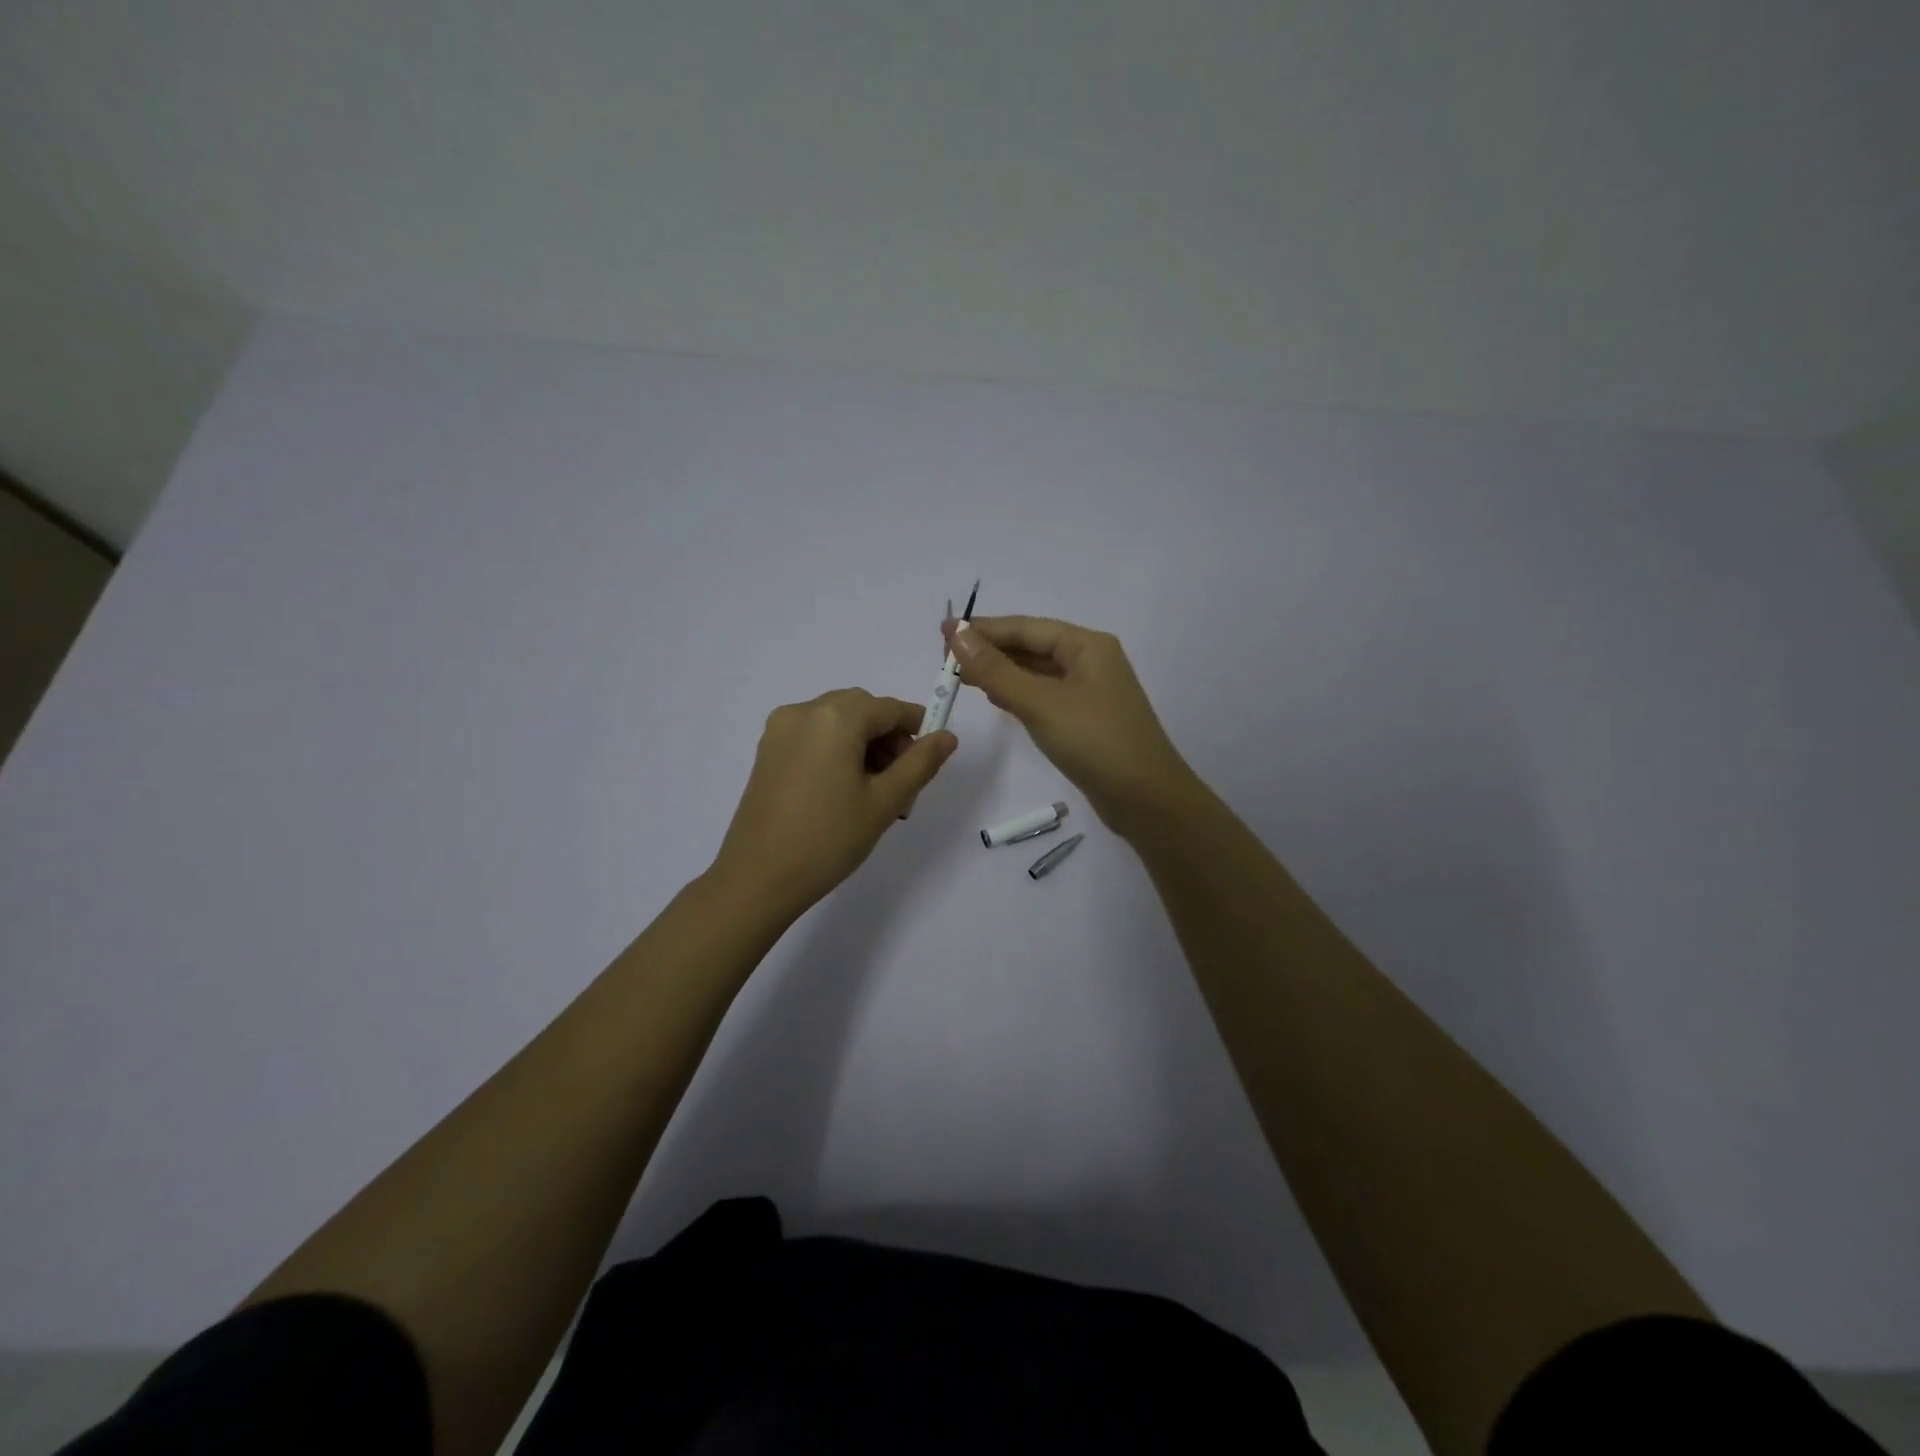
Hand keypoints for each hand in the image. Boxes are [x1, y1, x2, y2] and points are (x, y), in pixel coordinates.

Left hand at [710, 689, 956, 914]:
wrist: (758, 878)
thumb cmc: (829, 839)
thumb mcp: (885, 802)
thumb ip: (920, 763)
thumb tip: (947, 736)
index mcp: (835, 718)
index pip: (890, 708)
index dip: (917, 728)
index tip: (930, 760)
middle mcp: (804, 712)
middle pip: (861, 709)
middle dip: (888, 738)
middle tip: (901, 782)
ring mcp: (780, 730)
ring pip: (837, 722)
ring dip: (863, 744)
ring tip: (874, 792)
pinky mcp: (767, 751)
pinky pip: (814, 736)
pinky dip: (837, 750)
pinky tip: (843, 790)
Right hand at [944, 615, 1198, 835]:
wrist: (1146, 799)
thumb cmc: (1095, 742)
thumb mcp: (1040, 703)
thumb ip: (995, 670)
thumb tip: (956, 634)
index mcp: (1086, 646)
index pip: (1025, 628)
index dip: (982, 629)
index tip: (942, 632)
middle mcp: (1090, 661)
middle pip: (1031, 646)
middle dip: (990, 649)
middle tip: (945, 656)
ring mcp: (1090, 691)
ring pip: (1037, 672)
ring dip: (1001, 671)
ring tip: (962, 674)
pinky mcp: (1086, 719)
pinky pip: (1045, 695)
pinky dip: (1018, 693)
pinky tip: (996, 698)